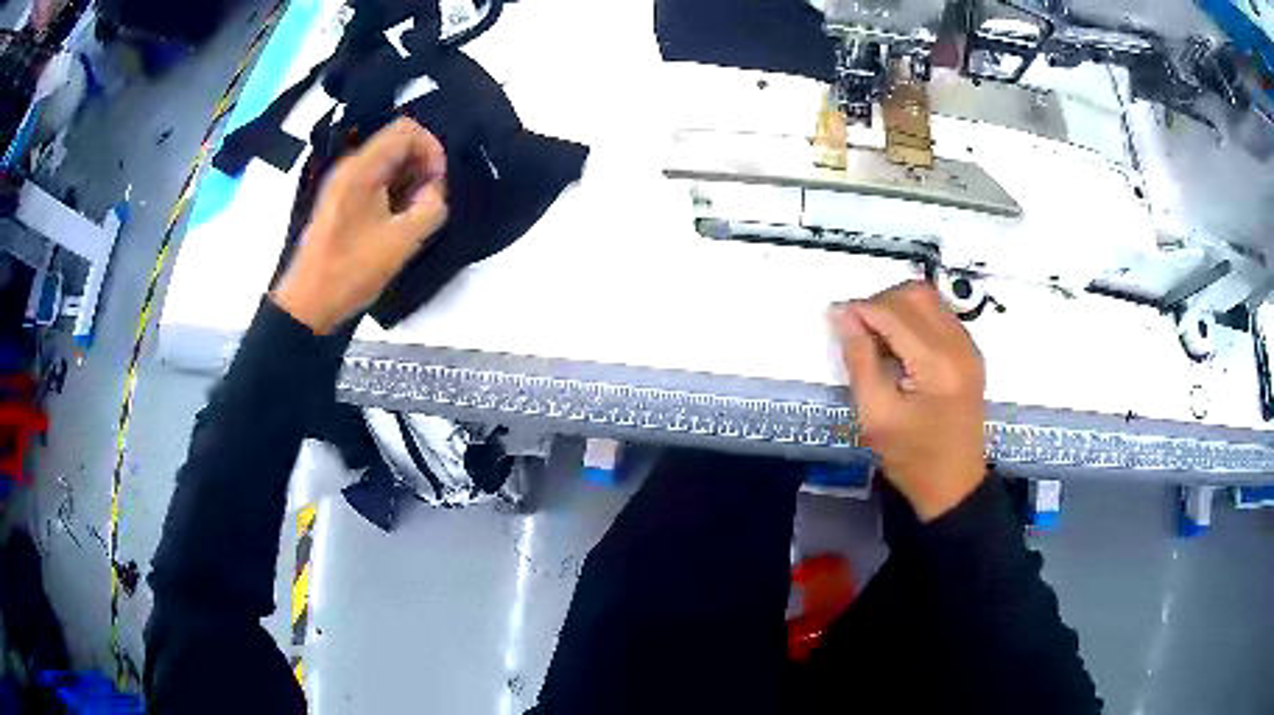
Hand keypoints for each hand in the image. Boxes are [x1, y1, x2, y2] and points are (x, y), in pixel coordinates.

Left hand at [273, 118, 447, 333]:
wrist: (308, 303)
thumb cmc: (352, 271)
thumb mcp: (403, 241)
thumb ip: (431, 207)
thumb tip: (434, 190)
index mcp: (362, 168)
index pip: (407, 130)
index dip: (432, 149)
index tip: (438, 183)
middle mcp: (350, 166)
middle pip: (397, 143)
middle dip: (421, 166)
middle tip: (429, 201)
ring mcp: (342, 183)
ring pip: (387, 162)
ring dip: (408, 181)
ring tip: (414, 215)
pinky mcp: (340, 200)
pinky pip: (374, 180)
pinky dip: (393, 191)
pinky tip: (396, 221)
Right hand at [830, 281, 986, 520]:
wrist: (954, 486)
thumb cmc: (912, 459)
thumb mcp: (875, 416)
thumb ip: (859, 360)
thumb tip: (842, 315)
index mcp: (937, 365)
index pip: (893, 313)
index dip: (860, 309)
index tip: (836, 318)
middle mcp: (959, 345)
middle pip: (916, 294)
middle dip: (880, 301)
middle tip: (858, 328)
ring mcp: (969, 347)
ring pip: (930, 298)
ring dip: (898, 306)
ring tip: (877, 335)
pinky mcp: (971, 353)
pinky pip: (941, 315)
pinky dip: (915, 317)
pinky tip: (901, 345)